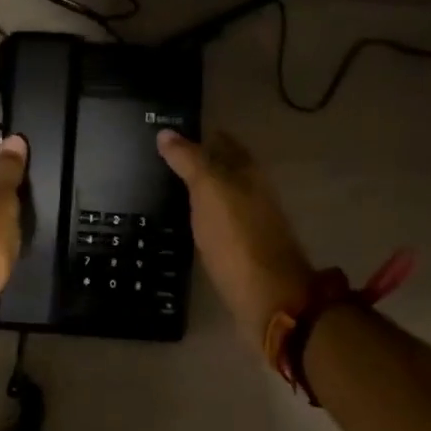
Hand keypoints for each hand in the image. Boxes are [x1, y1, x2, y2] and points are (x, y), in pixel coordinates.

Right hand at [158, 129, 311, 348]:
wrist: (267, 297)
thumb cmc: (237, 238)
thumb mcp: (209, 190)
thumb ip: (189, 161)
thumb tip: (165, 132)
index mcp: (248, 173)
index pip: (223, 143)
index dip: (200, 136)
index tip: (169, 134)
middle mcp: (253, 193)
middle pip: (225, 169)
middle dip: (200, 161)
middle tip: (162, 160)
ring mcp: (250, 223)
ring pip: (222, 196)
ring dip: (200, 190)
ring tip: (168, 188)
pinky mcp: (242, 250)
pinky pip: (219, 222)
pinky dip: (203, 215)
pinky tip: (186, 221)